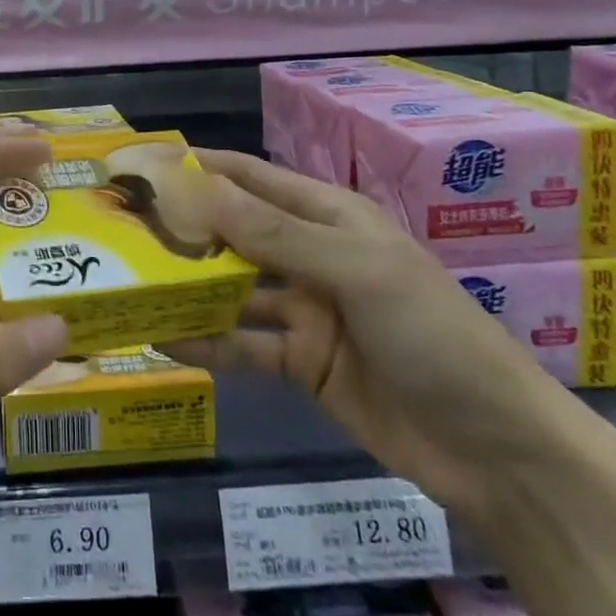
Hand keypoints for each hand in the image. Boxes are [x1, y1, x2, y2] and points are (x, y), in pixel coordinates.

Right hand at [165, 149, 602, 524]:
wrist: (495, 450)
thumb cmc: (432, 334)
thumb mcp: (355, 270)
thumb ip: (274, 234)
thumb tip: (198, 189)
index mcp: (328, 216)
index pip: (252, 177)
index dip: (201, 167)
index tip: (144, 165)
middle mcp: (310, 254)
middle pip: (234, 233)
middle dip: (183, 228)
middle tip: (120, 229)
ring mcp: (304, 310)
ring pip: (232, 289)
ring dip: (187, 286)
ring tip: (129, 282)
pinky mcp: (300, 362)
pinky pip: (243, 344)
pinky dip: (206, 342)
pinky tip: (161, 339)